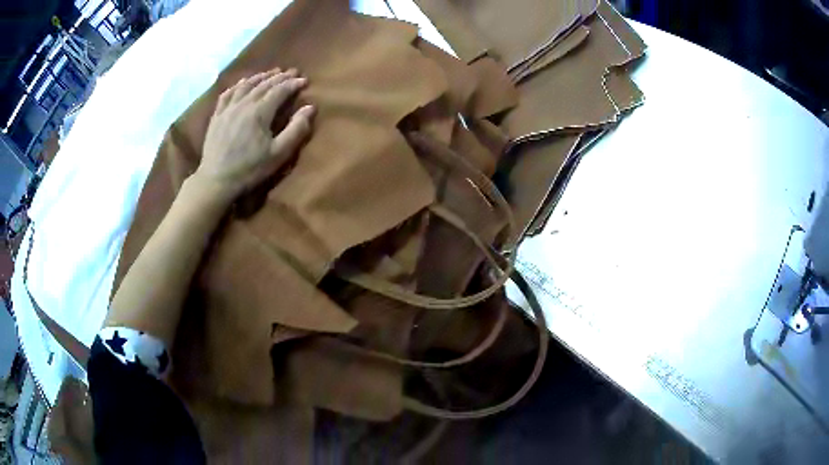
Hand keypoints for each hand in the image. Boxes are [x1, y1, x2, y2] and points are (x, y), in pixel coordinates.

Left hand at [194, 68, 315, 201]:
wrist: (216, 180)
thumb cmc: (250, 169)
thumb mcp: (279, 154)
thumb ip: (296, 129)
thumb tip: (310, 108)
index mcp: (260, 112)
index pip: (280, 90)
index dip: (293, 84)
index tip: (304, 80)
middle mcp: (244, 104)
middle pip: (264, 84)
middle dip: (279, 77)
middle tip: (291, 72)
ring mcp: (228, 109)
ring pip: (246, 85)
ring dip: (260, 77)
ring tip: (270, 73)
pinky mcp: (217, 116)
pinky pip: (227, 94)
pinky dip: (237, 85)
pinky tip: (242, 83)